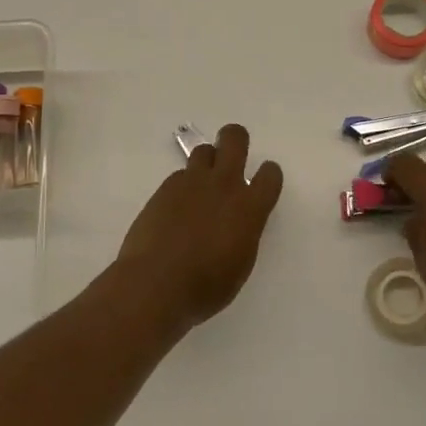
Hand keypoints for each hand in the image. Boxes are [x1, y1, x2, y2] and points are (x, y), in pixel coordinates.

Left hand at [116, 124, 284, 324]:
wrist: (155, 283)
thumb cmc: (206, 286)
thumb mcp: (240, 264)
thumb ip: (244, 233)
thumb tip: (239, 222)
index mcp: (250, 208)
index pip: (270, 174)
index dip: (268, 175)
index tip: (262, 183)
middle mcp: (224, 185)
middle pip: (234, 138)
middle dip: (236, 140)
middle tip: (232, 157)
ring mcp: (192, 183)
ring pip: (204, 150)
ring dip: (208, 161)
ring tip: (201, 185)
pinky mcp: (165, 188)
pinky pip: (180, 174)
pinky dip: (183, 185)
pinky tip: (177, 208)